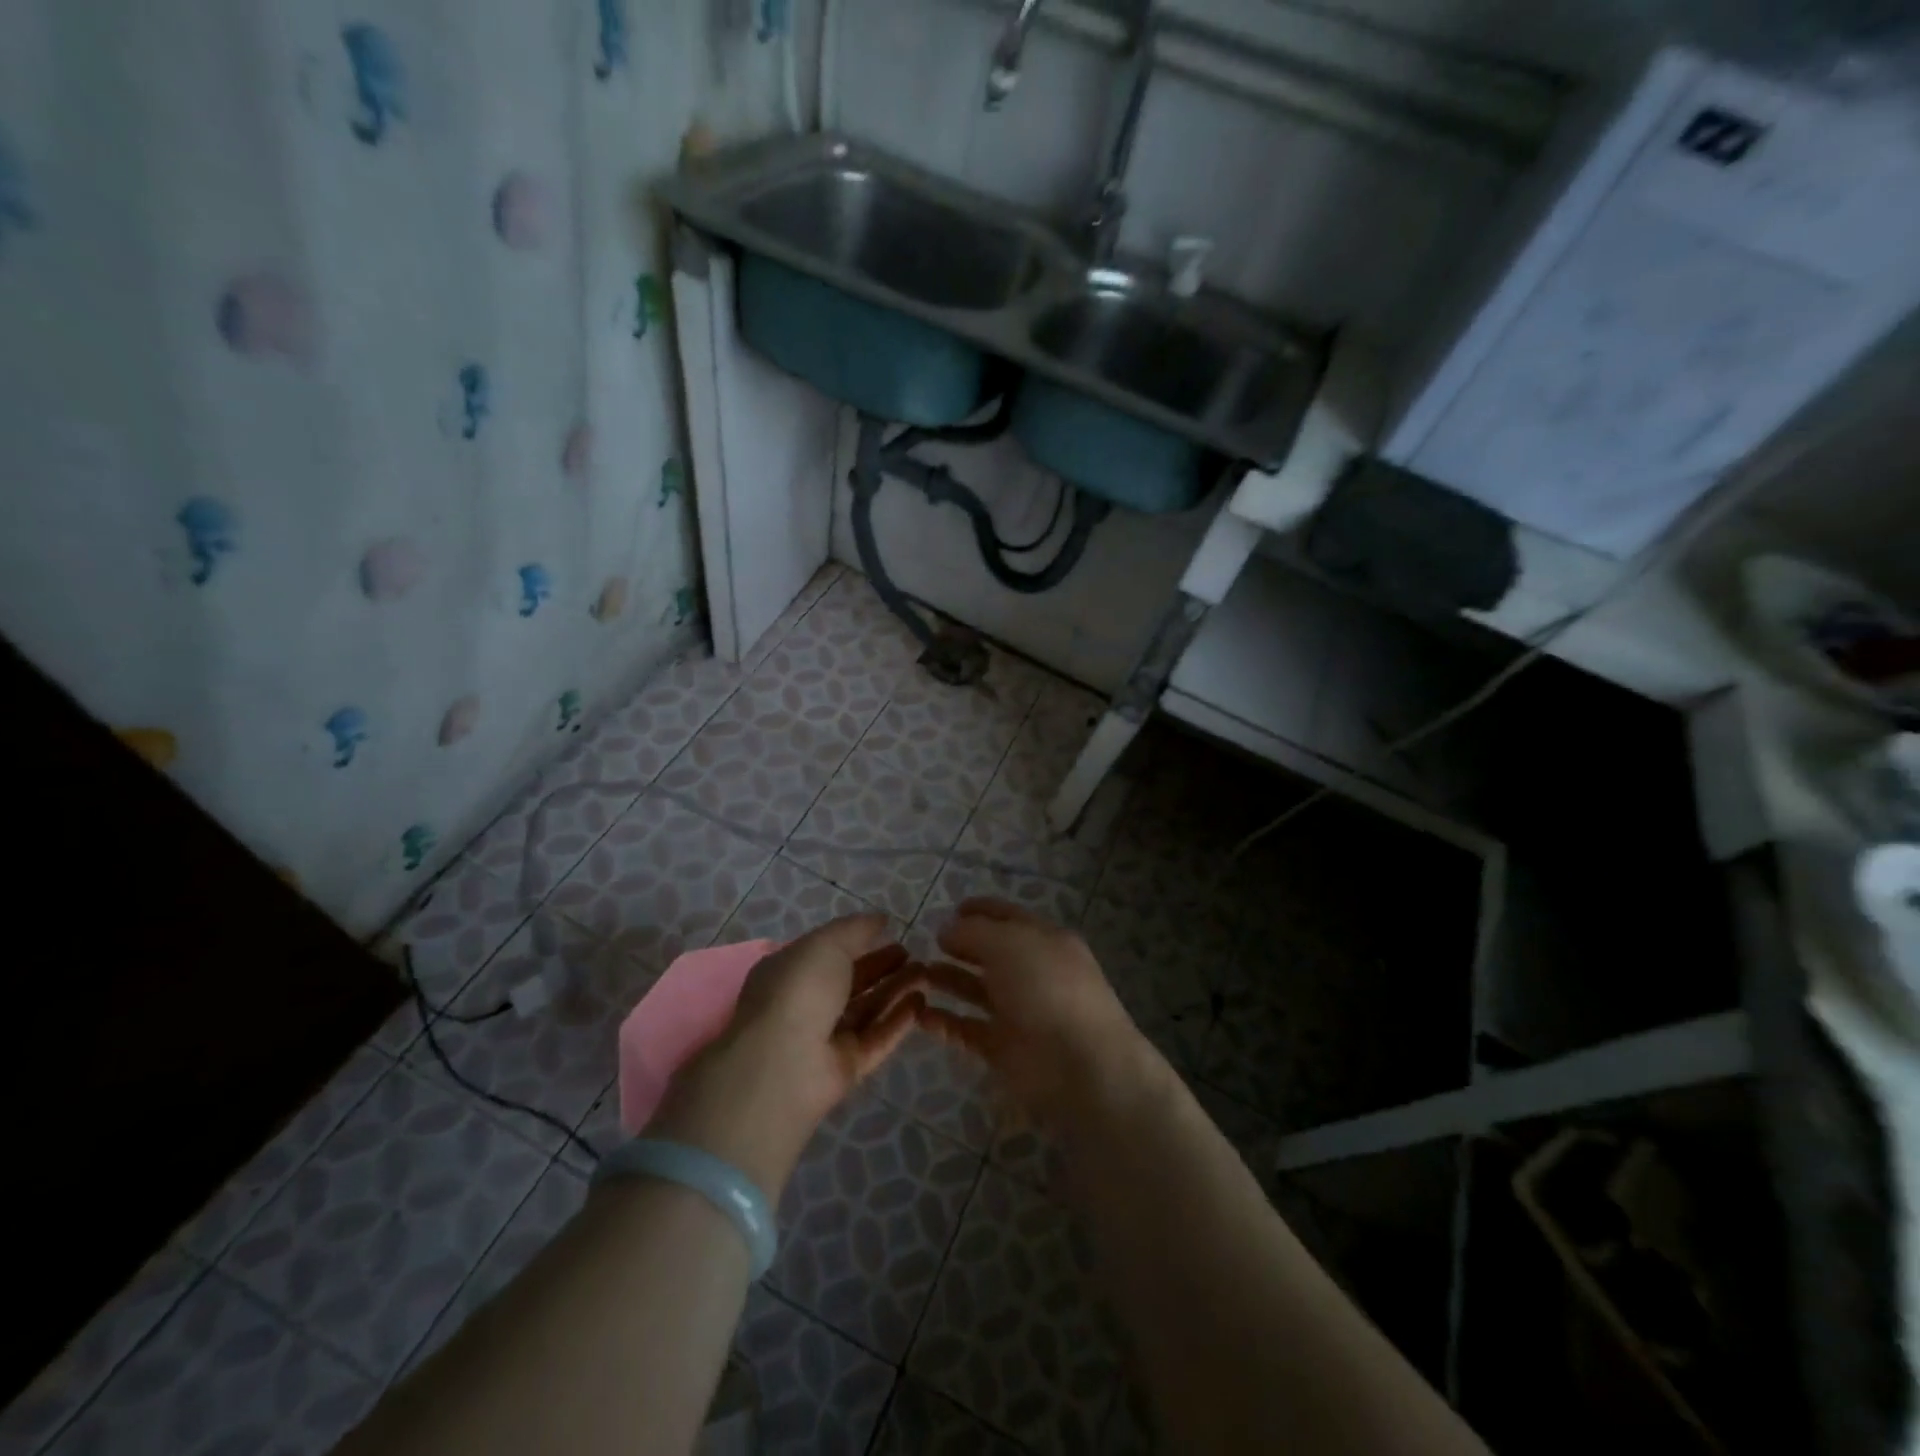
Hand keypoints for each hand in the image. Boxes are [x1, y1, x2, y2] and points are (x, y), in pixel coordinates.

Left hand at [647, 915, 923, 1195]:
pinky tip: (921, 1002)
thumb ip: (855, 929)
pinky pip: (876, 1039)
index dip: (859, 941)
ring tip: (926, 974)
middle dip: (882, 966)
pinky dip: (898, 1022)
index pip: (828, 953)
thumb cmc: (800, 989)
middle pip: (851, 982)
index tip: (890, 932)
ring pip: (867, 1010)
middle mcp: (806, 1004)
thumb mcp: (826, 943)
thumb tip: (880, 919)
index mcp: (791, 971)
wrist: (785, 1062)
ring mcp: (826, 1038)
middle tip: (914, 954)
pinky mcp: (846, 1067)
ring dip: (895, 990)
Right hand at [915, 898, 1159, 1125]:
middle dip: (959, 946)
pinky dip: (944, 1021)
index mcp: (1043, 940)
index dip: (980, 910)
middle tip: (924, 944)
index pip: (1008, 916)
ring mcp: (1018, 1011)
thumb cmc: (1046, 988)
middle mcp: (1032, 972)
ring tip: (915, 973)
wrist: (1079, 1065)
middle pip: (990, 953)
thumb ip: (973, 932)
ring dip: (947, 980)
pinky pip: (967, 1028)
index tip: (949, 909)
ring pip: (976, 990)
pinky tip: (918, 1013)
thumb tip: (945, 930)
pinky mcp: (1004, 1048)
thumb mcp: (1009, 943)